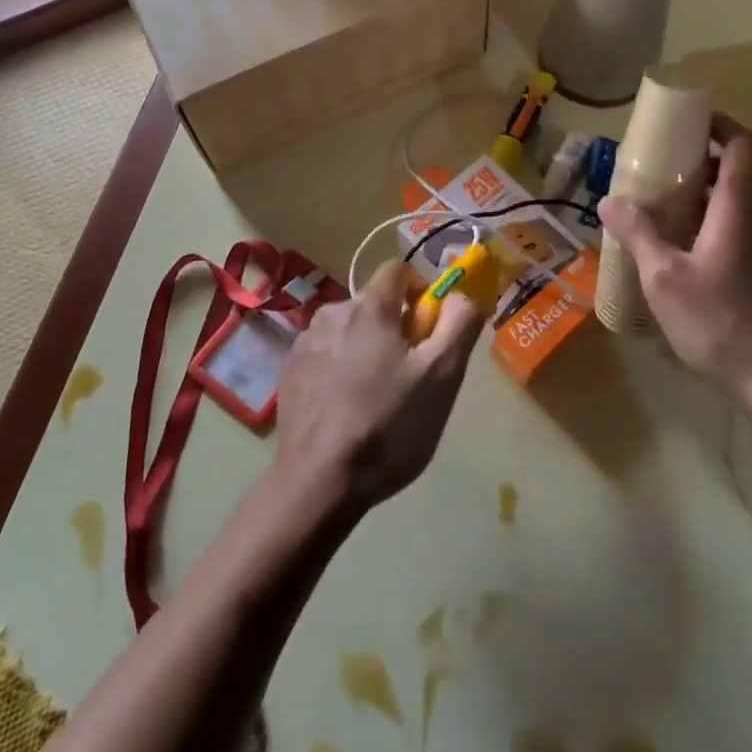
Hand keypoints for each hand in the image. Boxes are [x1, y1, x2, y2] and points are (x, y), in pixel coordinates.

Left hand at [274, 262, 483, 511]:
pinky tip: (347, 410)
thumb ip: (459, 323)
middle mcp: (331, 313)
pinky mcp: (289, 372)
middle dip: (396, 328)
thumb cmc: (388, 425)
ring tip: (377, 398)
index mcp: (369, 307)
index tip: (429, 330)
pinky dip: (340, 369)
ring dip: (367, 349)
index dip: (420, 291)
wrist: (319, 481)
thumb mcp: (442, 376)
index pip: (397, 270)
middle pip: (374, 304)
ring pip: (349, 330)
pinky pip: (326, 355)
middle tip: (410, 375)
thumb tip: (463, 294)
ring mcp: (305, 343)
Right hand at [598, 126, 751, 406]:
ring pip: (739, 206)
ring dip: (705, 199)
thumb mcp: (664, 279)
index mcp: (739, 210)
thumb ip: (638, 234)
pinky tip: (686, 255)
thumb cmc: (720, 322)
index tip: (689, 122)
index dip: (720, 125)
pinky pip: (743, 232)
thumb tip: (610, 200)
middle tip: (659, 173)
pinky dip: (715, 226)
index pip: (743, 146)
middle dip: (700, 165)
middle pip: (737, 174)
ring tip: (664, 213)